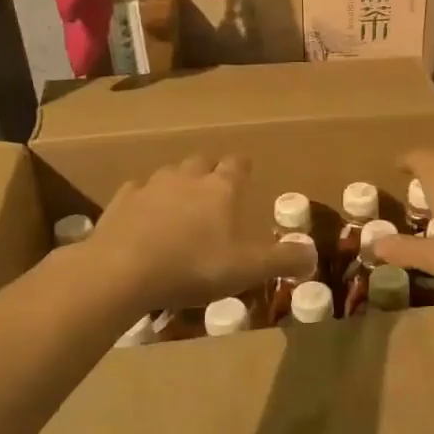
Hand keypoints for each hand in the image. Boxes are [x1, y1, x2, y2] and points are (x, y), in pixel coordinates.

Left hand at [89, 156, 307, 311]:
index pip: (237, 165)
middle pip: (201, 162)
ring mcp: (150, 187)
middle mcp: (187, 178)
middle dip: (210, 171)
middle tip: (214, 191)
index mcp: (221, 188)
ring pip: (169, 174)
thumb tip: (313, 255)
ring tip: (180, 205)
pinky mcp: (120, 202)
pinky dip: (144, 199)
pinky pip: (136, 191)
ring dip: (177, 184)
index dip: (243, 168)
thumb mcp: (248, 269)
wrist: (123, 271)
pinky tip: (144, 216)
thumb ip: (283, 260)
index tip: (246, 173)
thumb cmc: (194, 267)